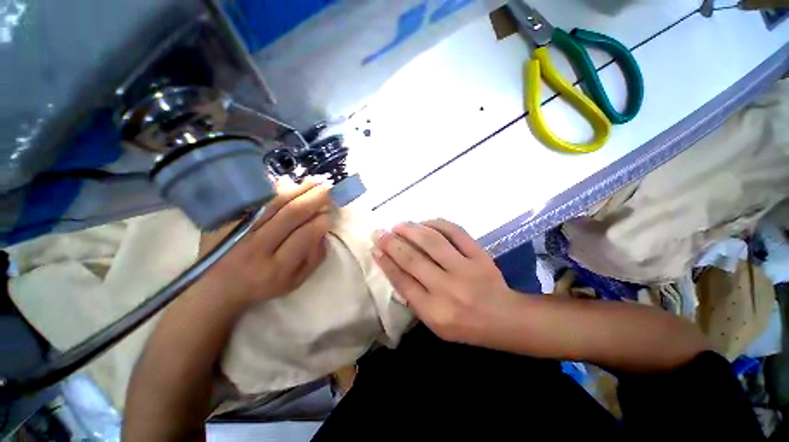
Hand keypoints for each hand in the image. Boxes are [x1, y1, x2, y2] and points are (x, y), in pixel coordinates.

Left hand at [198, 177, 332, 306]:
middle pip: (290, 214)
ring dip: (297, 190)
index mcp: (277, 268)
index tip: (330, 214)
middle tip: (328, 189)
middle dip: (313, 199)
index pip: (305, 236)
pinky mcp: (222, 221)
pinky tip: (288, 184)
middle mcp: (256, 248)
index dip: (321, 222)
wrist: (216, 288)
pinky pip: (252, 200)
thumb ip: (315, 258)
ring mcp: (237, 232)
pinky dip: (272, 190)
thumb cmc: (263, 286)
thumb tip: (323, 231)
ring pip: (272, 204)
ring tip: (314, 181)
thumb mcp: (296, 281)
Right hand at [372, 219, 519, 345]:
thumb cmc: (464, 325)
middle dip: (392, 243)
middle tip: (380, 233)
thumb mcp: (434, 323)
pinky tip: (425, 222)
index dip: (386, 262)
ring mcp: (465, 269)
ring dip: (411, 230)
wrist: (504, 318)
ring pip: (432, 242)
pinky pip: (455, 232)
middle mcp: (448, 289)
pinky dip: (437, 224)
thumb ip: (414, 298)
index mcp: (434, 311)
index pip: (402, 282)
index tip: (375, 249)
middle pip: (413, 259)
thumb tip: (394, 268)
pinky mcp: (479, 255)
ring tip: (398, 225)